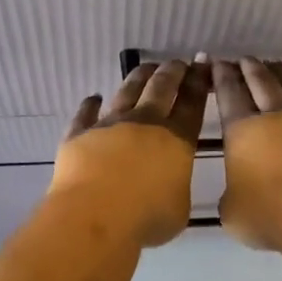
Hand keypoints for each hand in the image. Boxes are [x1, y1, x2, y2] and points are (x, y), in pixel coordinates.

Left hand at [48, 58, 209, 246]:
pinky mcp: (79, 134)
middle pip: (161, 88)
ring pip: (126, 91)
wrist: (95, 216)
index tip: (202, 65)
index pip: (191, 103)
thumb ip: (176, 187)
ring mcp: (109, 125)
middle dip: (172, 72)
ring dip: (138, 77)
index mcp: (176, 139)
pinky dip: (90, 104)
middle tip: (178, 63)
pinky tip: (94, 97)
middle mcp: (144, 123)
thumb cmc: (147, 218)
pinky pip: (85, 114)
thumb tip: (169, 183)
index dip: (198, 82)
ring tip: (145, 68)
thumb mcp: (179, 209)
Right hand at [214, 58, 281, 250]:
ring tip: (278, 65)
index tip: (218, 62)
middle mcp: (278, 119)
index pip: (229, 96)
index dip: (222, 77)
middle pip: (263, 85)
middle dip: (252, 69)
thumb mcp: (232, 211)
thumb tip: (239, 194)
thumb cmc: (268, 216)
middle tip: (246, 58)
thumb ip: (233, 196)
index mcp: (243, 131)